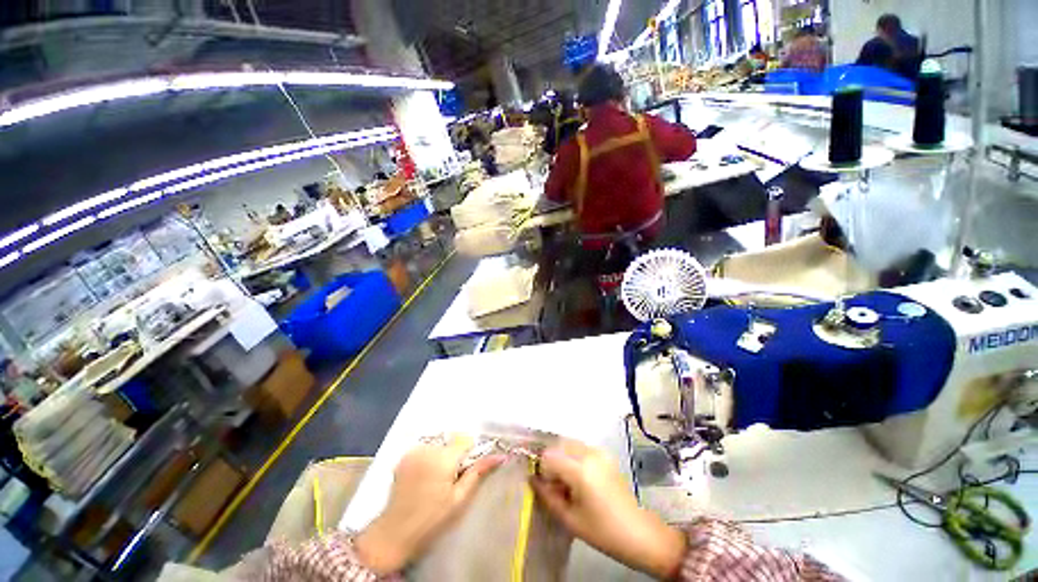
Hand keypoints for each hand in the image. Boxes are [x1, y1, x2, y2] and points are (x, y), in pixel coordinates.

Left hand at [355, 435, 503, 573]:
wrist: (395, 532)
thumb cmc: (432, 519)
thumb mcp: (459, 498)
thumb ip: (478, 472)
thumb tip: (499, 456)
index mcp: (443, 459)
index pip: (465, 439)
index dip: (468, 452)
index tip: (465, 468)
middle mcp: (428, 449)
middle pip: (450, 442)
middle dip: (454, 455)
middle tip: (449, 478)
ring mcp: (413, 451)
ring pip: (438, 445)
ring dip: (440, 455)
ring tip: (433, 479)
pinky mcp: (404, 456)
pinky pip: (424, 449)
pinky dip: (427, 457)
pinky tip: (422, 476)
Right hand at [531, 440, 685, 580]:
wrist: (638, 532)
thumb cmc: (602, 531)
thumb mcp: (570, 519)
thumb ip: (547, 496)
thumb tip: (532, 479)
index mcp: (580, 470)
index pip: (549, 456)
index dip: (543, 471)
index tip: (546, 487)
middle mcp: (589, 453)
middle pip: (558, 445)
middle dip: (552, 462)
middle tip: (555, 485)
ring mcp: (599, 451)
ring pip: (569, 444)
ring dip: (562, 457)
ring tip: (567, 482)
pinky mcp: (605, 454)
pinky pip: (581, 447)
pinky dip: (573, 456)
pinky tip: (579, 477)